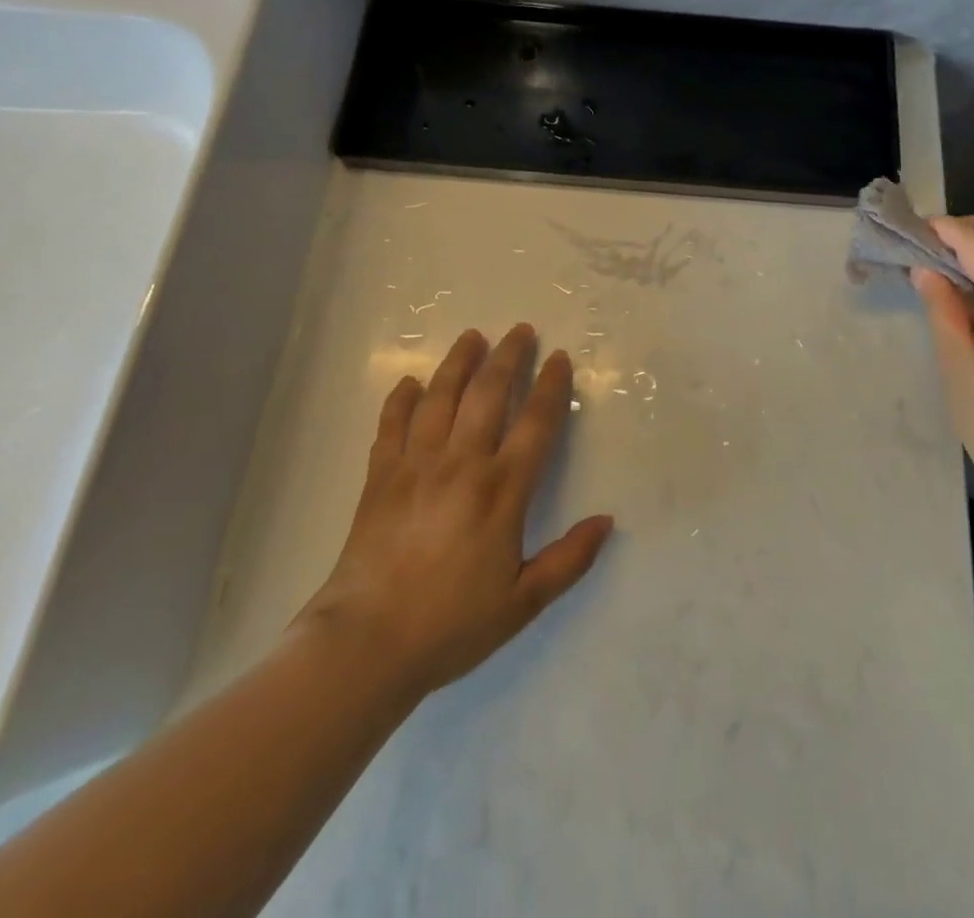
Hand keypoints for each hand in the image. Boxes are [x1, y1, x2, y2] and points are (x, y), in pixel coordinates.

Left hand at [298, 324, 613, 698]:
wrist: (366, 644)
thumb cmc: (451, 624)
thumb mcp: (523, 602)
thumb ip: (569, 559)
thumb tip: (607, 521)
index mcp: (502, 490)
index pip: (535, 423)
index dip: (551, 386)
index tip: (560, 358)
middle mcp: (461, 464)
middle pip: (488, 394)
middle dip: (508, 357)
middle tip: (520, 330)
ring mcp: (416, 465)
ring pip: (440, 397)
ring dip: (459, 363)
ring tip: (472, 337)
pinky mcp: (380, 477)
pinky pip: (392, 425)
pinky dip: (402, 399)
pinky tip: (410, 382)